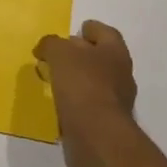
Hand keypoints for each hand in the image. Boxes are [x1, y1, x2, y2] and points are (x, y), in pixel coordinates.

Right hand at [35, 20, 138, 166]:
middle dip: (81, 55)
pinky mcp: (106, 124)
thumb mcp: (60, 53)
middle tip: (57, 55)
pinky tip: (58, 104)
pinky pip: (88, 106)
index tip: (75, 31)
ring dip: (76, 80)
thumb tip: (45, 48)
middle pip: (100, 57)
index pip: (105, 32)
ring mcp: (116, 102)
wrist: (97, 137)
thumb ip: (51, 44)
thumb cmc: (82, 85)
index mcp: (115, 53)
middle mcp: (121, 75)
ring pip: (94, 83)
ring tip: (53, 80)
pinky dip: (75, 103)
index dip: (90, 29)